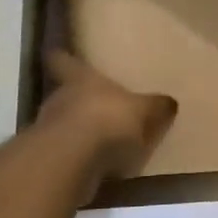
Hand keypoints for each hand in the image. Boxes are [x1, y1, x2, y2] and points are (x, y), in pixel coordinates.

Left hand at [38, 49, 178, 188]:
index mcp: (80, 78)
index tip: (56, 52)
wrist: (72, 161)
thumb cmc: (108, 120)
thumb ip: (155, 106)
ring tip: (97, 140)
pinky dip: (76, 157)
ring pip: (61, 123)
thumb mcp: (144, 111)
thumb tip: (169, 102)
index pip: (62, 60)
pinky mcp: (48, 158)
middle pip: (64, 93)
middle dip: (77, 100)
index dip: (61, 57)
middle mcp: (59, 97)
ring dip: (75, 130)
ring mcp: (47, 129)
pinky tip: (93, 165)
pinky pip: (64, 152)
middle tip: (94, 105)